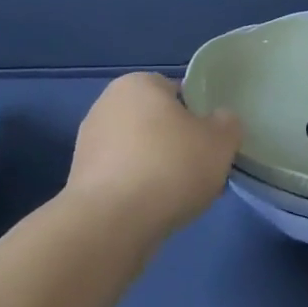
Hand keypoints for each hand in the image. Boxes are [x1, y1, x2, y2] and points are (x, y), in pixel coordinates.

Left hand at [66, 73, 241, 237]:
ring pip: (140, 151)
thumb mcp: (221, 141)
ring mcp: (88, 142)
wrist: (111, 222)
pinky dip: (139, 189)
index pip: (177, 91)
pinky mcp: (80, 178)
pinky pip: (123, 177)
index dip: (199, 116)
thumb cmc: (170, 167)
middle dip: (177, 144)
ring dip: (158, 168)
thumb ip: (227, 124)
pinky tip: (155, 210)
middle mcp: (107, 104)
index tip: (211, 143)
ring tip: (180, 197)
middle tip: (200, 171)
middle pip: (156, 122)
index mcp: (138, 83)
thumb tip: (219, 122)